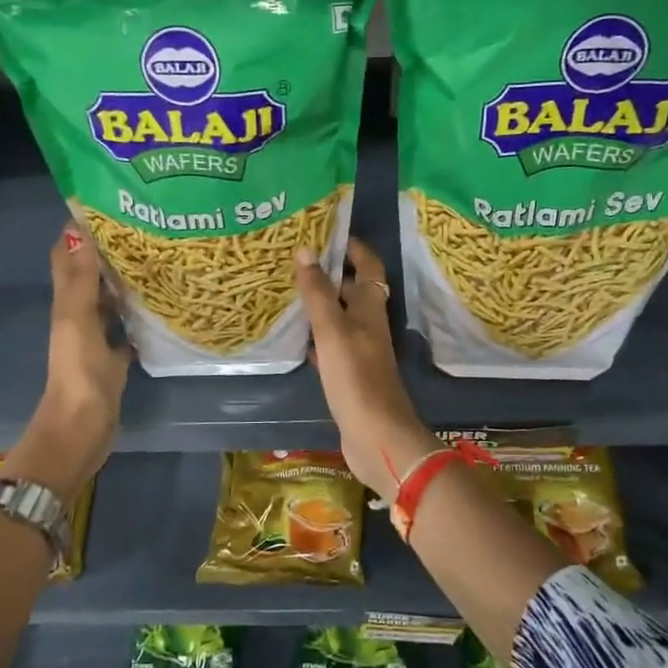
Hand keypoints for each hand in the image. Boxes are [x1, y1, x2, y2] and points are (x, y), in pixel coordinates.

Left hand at [5, 224, 130, 504]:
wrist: (82, 428)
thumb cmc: (79, 372)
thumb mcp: (77, 320)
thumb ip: (80, 279)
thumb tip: (79, 230)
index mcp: (66, 304)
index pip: (66, 257)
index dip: (77, 230)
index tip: (105, 205)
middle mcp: (79, 316)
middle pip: (91, 276)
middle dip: (108, 251)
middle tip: (144, 227)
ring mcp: (96, 340)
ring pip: (109, 302)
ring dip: (125, 282)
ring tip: (157, 258)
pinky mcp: (113, 361)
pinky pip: (126, 331)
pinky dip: (139, 318)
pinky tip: (161, 307)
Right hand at [295, 237, 436, 502]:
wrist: (376, 435)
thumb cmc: (356, 377)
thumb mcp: (332, 329)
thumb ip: (318, 292)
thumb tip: (306, 250)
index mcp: (370, 308)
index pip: (368, 266)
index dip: (354, 248)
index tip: (329, 232)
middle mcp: (368, 325)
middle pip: (353, 290)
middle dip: (330, 273)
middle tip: (297, 259)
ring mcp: (360, 351)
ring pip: (340, 318)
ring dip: (321, 304)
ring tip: (290, 291)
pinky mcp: (349, 375)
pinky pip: (331, 346)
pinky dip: (316, 337)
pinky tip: (297, 338)